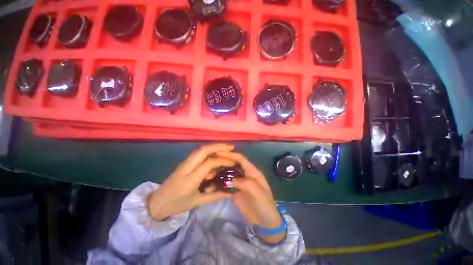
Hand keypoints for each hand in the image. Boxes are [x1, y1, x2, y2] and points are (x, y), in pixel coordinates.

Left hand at [148, 144, 235, 220]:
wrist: (157, 203)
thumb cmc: (177, 204)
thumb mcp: (197, 202)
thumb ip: (215, 196)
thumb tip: (231, 192)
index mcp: (190, 178)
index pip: (209, 163)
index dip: (222, 160)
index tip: (233, 162)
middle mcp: (187, 166)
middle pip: (203, 150)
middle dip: (219, 146)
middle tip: (231, 147)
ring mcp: (185, 163)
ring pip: (201, 149)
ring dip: (214, 147)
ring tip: (226, 148)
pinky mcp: (185, 162)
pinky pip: (198, 153)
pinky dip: (209, 151)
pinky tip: (216, 154)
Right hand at [218, 152, 284, 243]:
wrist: (264, 222)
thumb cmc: (265, 205)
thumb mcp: (259, 193)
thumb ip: (247, 184)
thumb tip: (232, 180)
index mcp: (252, 172)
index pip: (241, 159)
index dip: (231, 155)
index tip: (220, 153)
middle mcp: (245, 174)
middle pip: (233, 164)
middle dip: (223, 161)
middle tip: (211, 161)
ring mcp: (239, 183)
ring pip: (228, 173)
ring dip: (220, 172)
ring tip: (208, 172)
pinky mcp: (234, 191)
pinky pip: (225, 184)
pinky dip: (219, 183)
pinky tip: (211, 184)